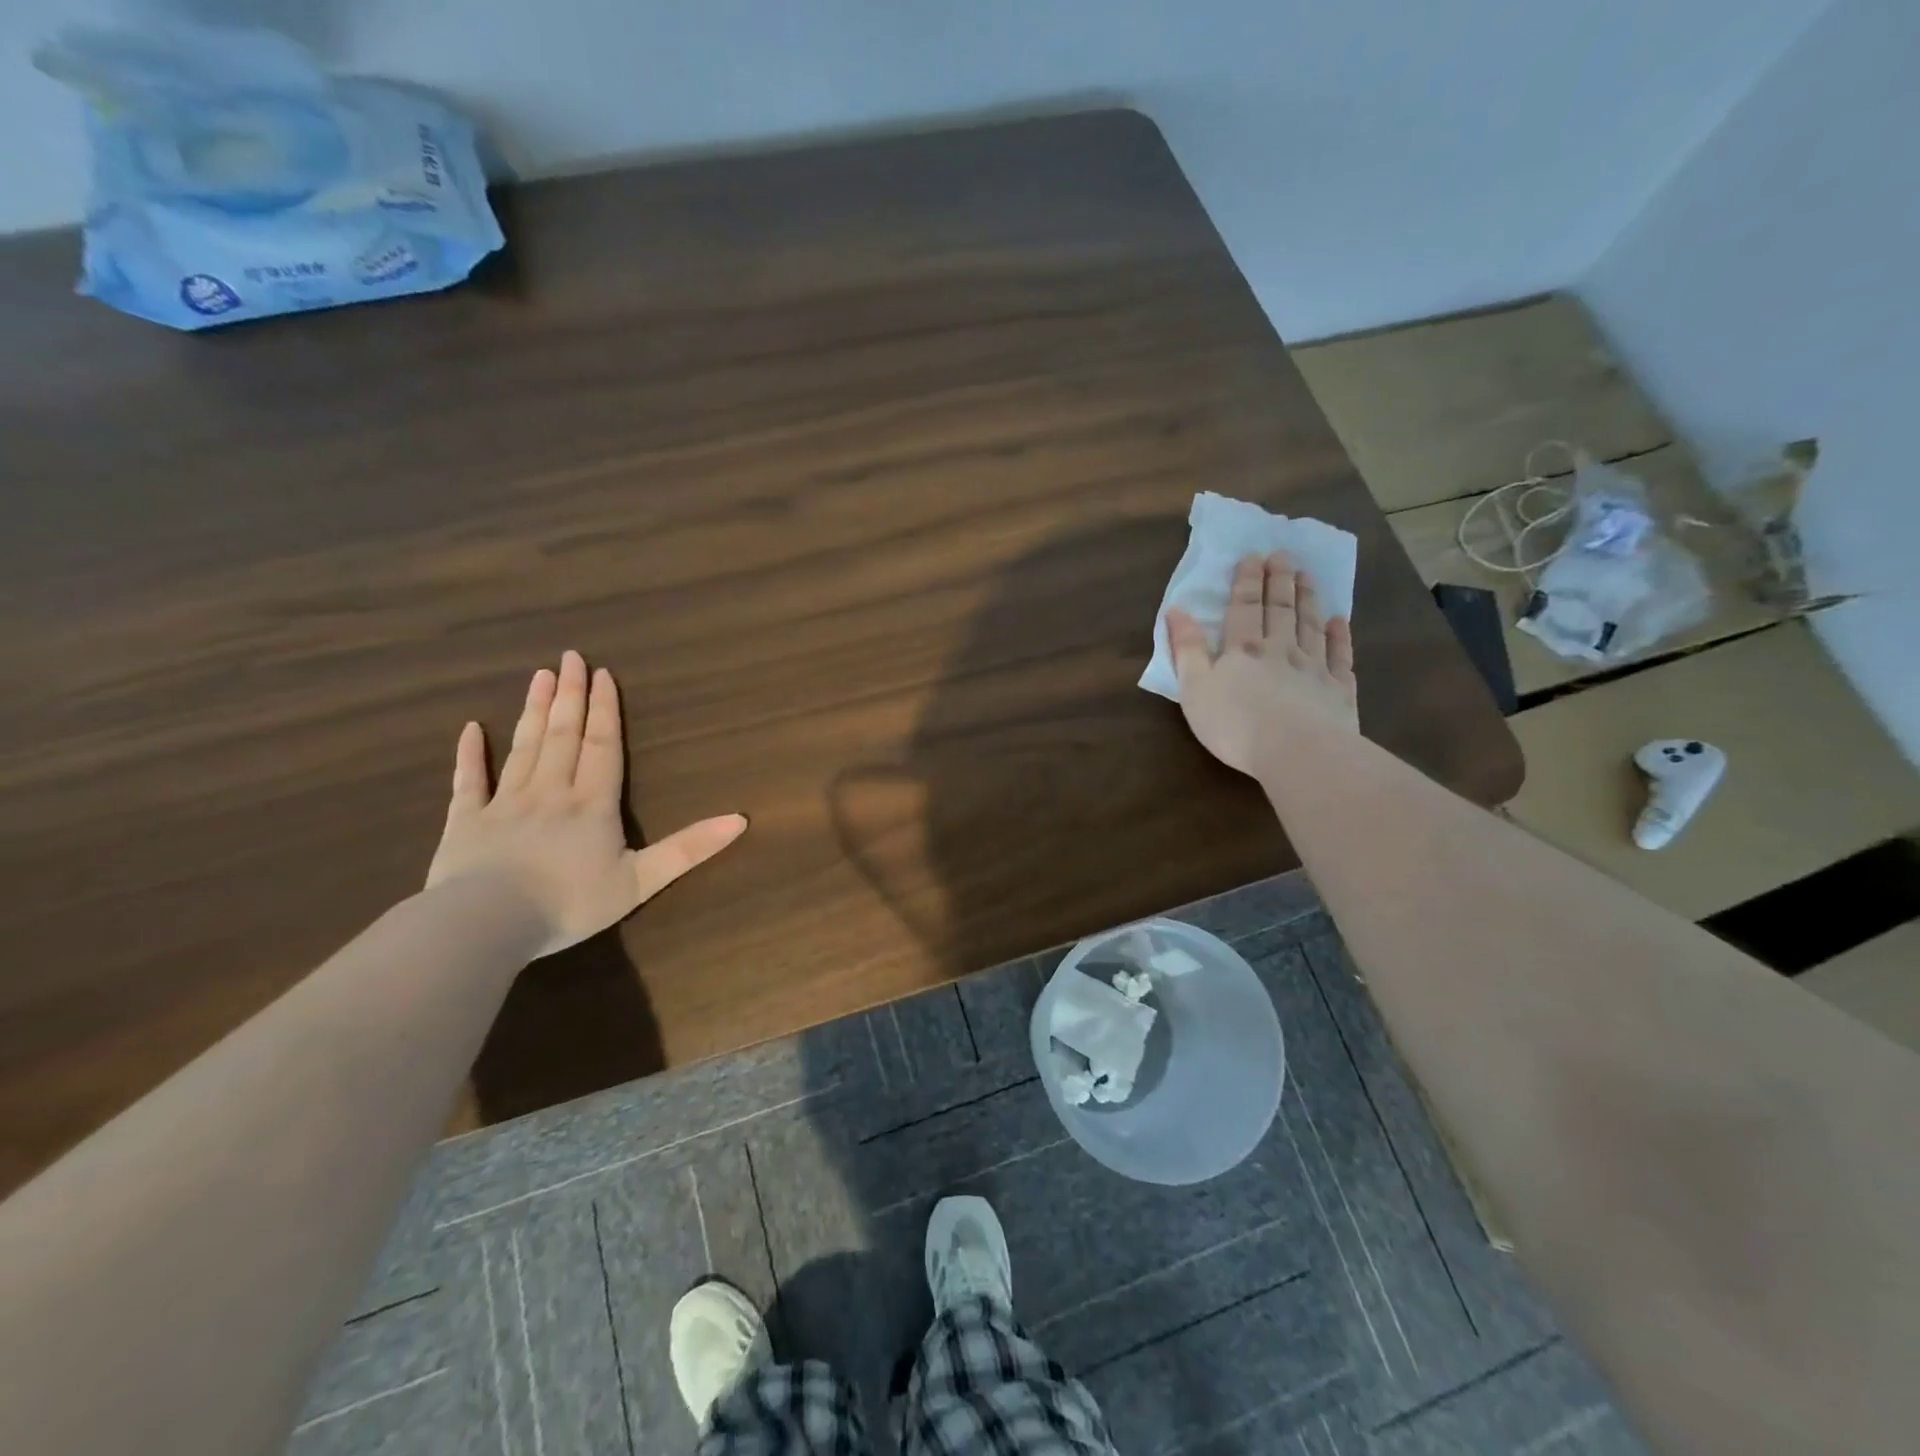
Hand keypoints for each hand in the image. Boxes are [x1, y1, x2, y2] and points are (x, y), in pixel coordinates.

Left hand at [426, 650, 746, 956]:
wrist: (486, 924)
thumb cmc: (570, 903)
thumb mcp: (641, 880)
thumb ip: (688, 848)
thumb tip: (740, 820)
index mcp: (591, 803)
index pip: (602, 746)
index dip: (604, 710)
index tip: (602, 674)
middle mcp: (550, 792)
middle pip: (563, 736)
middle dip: (570, 696)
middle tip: (569, 657)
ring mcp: (504, 803)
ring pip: (523, 748)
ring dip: (533, 711)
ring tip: (539, 677)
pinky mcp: (465, 822)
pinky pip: (469, 781)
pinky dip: (469, 755)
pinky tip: (470, 729)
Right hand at [1167, 552, 1356, 775]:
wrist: (1297, 752)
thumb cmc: (1235, 724)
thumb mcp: (1195, 688)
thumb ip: (1187, 649)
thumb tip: (1176, 610)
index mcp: (1243, 650)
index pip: (1244, 608)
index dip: (1247, 581)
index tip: (1253, 556)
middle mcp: (1280, 650)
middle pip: (1280, 610)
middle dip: (1279, 581)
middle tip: (1283, 555)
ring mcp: (1313, 669)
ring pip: (1310, 626)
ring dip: (1308, 599)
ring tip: (1307, 576)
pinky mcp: (1338, 691)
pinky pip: (1339, 656)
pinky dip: (1339, 637)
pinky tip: (1339, 622)